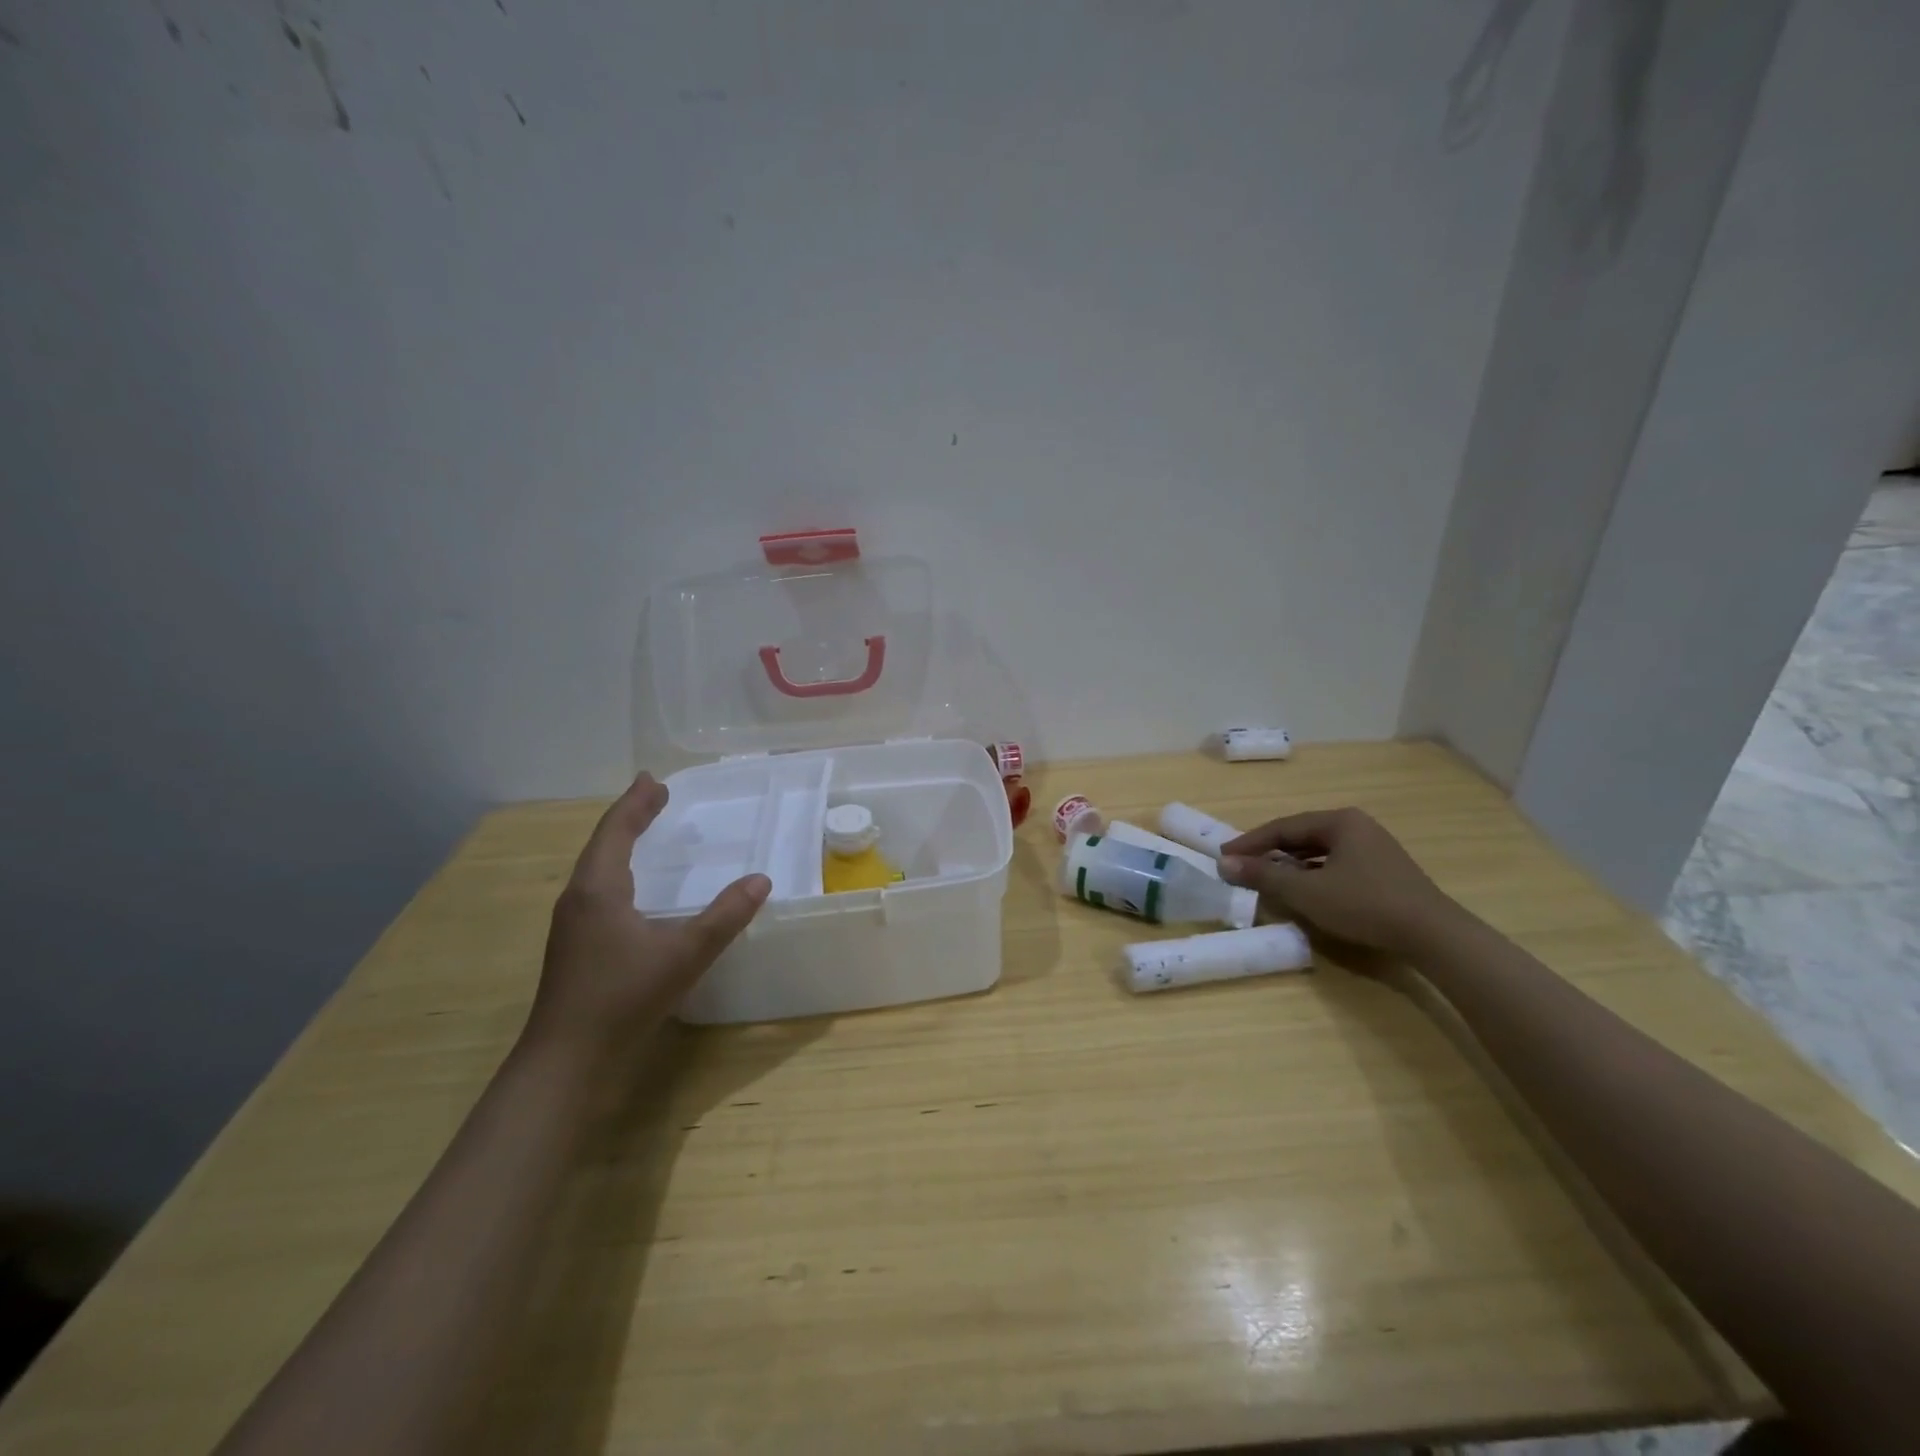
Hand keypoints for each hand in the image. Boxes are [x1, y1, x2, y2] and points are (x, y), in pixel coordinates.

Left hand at [522, 773, 769, 1070]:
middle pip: (602, 844)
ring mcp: (572, 925)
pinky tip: (632, 890)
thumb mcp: (684, 954)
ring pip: (596, 869)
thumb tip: (761, 880)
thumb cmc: (622, 998)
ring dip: (620, 845)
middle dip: (629, 818)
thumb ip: (724, 916)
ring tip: (644, 833)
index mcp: (598, 889)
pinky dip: (617, 872)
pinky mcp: (575, 948)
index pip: (616, 830)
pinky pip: (597, 891)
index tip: (654, 780)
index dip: (636, 803)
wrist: (566, 1062)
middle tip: (655, 798)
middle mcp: (579, 899)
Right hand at [1217, 807, 1460, 958]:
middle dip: (1269, 852)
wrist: (1433, 935)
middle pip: (1301, 836)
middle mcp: (1357, 826)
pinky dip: (1312, 874)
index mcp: (1339, 821)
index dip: (1250, 842)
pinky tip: (1303, 890)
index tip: (1223, 856)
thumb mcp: (1307, 891)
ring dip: (1290, 864)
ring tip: (1266, 878)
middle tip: (1241, 866)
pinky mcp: (1384, 871)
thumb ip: (1264, 876)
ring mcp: (1374, 848)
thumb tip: (1223, 863)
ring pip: (1319, 852)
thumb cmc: (1364, 904)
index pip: (1283, 827)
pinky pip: (1336, 865)